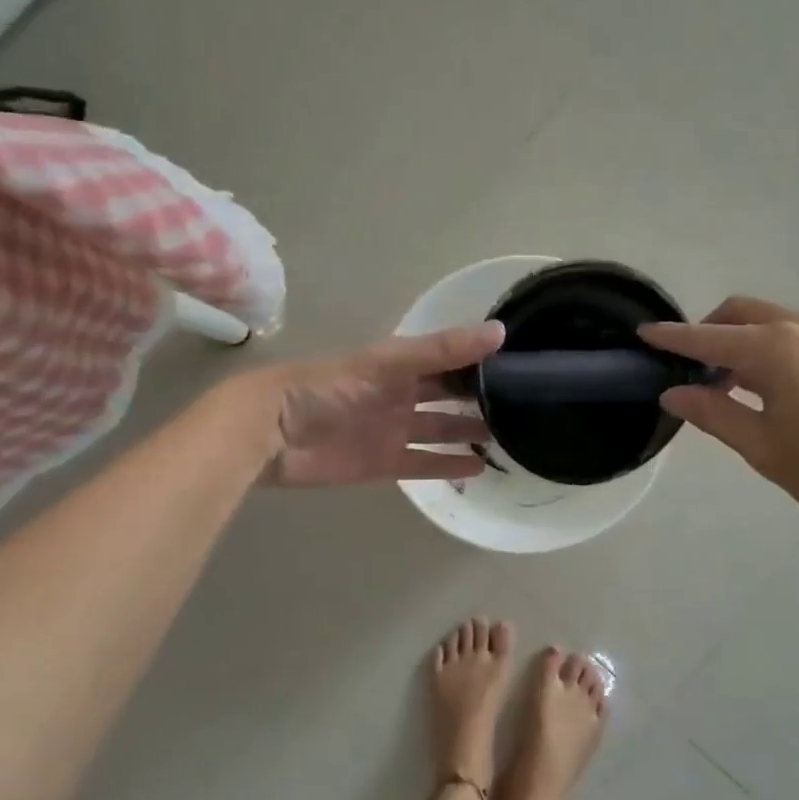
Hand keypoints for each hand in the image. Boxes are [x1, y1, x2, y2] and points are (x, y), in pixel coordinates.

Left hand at [248, 321, 504, 487]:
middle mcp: (402, 394)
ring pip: (441, 430)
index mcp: (402, 364)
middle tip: (526, 406)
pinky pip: (425, 464)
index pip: (451, 359)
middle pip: (449, 395)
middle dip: (482, 398)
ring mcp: (394, 429)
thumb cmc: (328, 387)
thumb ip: (442, 350)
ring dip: (470, 432)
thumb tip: (500, 332)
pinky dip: (449, 465)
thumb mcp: (389, 363)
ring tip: (511, 437)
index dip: (483, 360)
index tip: (524, 363)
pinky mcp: (384, 463)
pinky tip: (479, 467)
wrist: (271, 433)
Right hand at [640, 297, 798, 548]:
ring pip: (776, 323)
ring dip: (747, 342)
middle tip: (694, 371)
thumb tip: (675, 393)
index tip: (644, 333)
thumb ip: (714, 413)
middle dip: (711, 331)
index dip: (673, 337)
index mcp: (778, 349)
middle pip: (744, 313)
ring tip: (736, 387)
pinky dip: (778, 350)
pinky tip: (780, 390)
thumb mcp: (764, 449)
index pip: (709, 336)